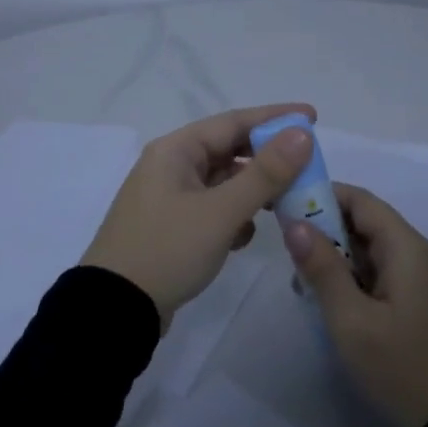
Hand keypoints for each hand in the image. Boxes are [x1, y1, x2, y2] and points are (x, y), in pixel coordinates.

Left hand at [82, 104, 318, 325]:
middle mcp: (170, 166)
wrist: (115, 309)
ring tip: (285, 204)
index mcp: (175, 151)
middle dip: (267, 160)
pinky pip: (213, 209)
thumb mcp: (220, 212)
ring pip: (223, 182)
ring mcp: (169, 198)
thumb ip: (265, 173)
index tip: (312, 117)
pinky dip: (233, 217)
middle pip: (229, 150)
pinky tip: (244, 237)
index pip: (234, 121)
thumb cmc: (167, 250)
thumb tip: (302, 135)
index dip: (275, 118)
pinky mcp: (172, 227)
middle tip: (307, 167)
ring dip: (253, 191)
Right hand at [284, 184, 427, 426]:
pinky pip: (380, 274)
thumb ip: (322, 268)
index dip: (323, 195)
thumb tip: (295, 224)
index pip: (361, 201)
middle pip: (366, 223)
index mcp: (406, 248)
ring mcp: (421, 280)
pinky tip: (329, 301)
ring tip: (302, 281)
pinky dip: (352, 278)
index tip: (285, 205)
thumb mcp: (351, 320)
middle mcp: (417, 254)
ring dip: (336, 257)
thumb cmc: (401, 367)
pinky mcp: (419, 302)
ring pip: (371, 250)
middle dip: (325, 229)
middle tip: (288, 250)